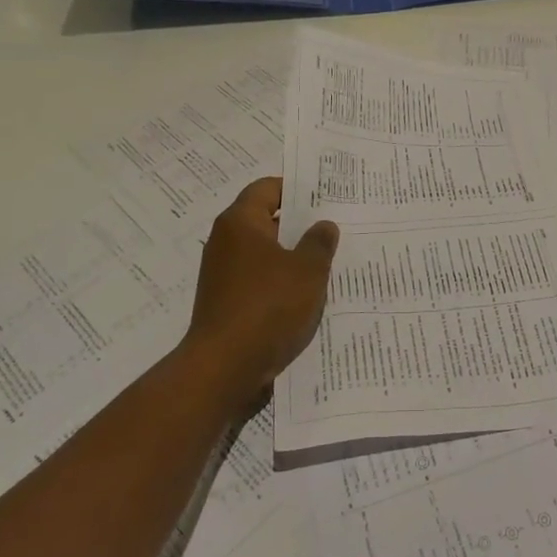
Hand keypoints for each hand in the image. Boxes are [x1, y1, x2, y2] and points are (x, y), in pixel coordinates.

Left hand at [182, 178, 338, 403]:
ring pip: (264, 253)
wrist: (225, 368)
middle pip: (266, 220)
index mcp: (240, 222)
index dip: (297, 188)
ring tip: (327, 261)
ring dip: (292, 256)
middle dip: (299, 224)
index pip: (268, 188)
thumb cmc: (268, 307)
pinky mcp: (226, 301)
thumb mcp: (308, 270)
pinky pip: (258, 280)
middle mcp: (225, 241)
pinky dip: (280, 281)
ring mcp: (222, 273)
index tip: (326, 196)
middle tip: (334, 226)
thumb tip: (323, 225)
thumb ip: (319, 242)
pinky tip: (306, 294)